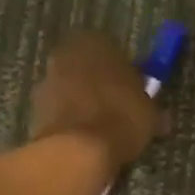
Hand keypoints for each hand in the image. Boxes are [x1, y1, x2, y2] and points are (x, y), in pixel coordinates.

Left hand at [29, 33, 166, 171]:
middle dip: (99, 84)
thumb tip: (160, 117)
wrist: (77, 151)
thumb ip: (150, 108)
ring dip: (82, 103)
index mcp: (95, 43)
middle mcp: (66, 56)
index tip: (133, 88)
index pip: (111, 47)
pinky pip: (59, 111)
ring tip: (102, 129)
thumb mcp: (150, 114)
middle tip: (117, 107)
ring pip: (70, 89)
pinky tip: (86, 140)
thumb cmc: (121, 118)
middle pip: (86, 67)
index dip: (122, 69)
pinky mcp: (34, 110)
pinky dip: (70, 121)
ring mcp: (46, 83)